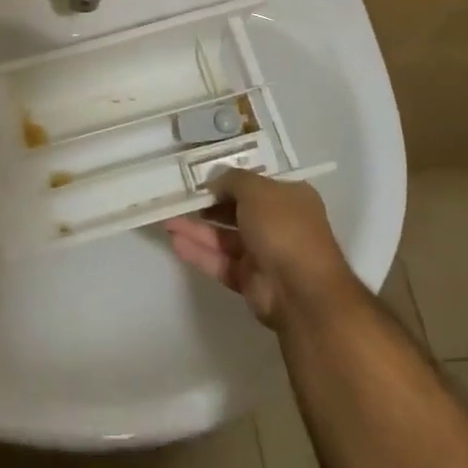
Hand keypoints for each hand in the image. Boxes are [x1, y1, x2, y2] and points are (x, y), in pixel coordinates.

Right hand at [164, 169, 355, 328]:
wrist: (302, 291)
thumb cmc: (284, 228)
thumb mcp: (257, 190)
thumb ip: (232, 180)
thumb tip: (214, 181)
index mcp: (289, 198)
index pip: (255, 183)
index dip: (229, 178)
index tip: (200, 175)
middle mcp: (278, 224)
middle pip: (236, 210)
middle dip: (206, 205)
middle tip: (177, 197)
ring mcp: (263, 253)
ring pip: (224, 237)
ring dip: (196, 228)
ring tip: (166, 219)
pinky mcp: (249, 279)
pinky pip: (220, 261)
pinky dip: (199, 252)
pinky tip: (175, 242)